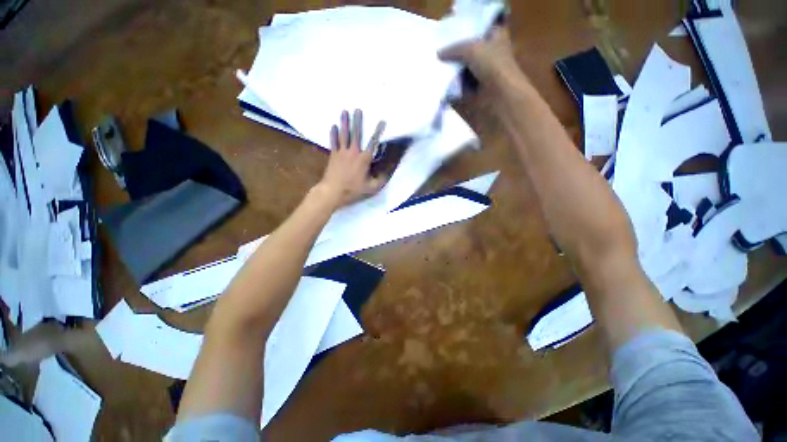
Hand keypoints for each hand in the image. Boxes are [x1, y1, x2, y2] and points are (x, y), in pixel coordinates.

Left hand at [315, 109, 385, 208]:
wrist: (333, 191)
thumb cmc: (353, 189)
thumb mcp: (371, 188)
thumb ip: (380, 179)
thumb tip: (387, 172)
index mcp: (364, 159)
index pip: (373, 142)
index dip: (378, 131)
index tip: (382, 121)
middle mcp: (353, 152)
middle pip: (356, 134)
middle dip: (357, 121)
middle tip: (357, 109)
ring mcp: (342, 152)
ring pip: (344, 135)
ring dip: (344, 123)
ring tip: (344, 111)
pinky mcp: (333, 155)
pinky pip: (333, 142)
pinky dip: (333, 134)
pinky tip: (333, 126)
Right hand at [439, 26, 518, 83]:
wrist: (500, 96)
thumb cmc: (492, 65)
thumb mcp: (472, 49)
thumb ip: (453, 49)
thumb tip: (438, 54)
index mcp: (495, 37)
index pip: (479, 28)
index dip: (466, 28)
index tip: (449, 30)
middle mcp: (489, 54)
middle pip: (468, 50)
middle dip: (454, 51)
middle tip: (437, 49)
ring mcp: (482, 74)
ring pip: (463, 68)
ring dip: (451, 69)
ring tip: (435, 65)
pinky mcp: (474, 91)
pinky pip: (459, 85)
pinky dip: (451, 85)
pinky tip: (440, 81)